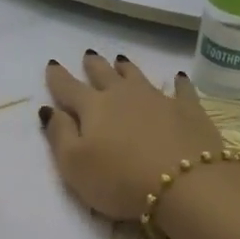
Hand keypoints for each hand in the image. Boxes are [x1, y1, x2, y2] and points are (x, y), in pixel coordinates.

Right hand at [41, 52, 224, 220]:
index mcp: (93, 108)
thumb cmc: (120, 180)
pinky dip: (178, 82)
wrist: (186, 184)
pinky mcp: (189, 110)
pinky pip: (182, 90)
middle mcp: (124, 96)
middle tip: (89, 55)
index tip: (52, 64)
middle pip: (104, 75)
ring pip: (138, 76)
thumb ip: (59, 135)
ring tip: (120, 60)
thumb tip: (50, 110)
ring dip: (127, 68)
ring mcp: (159, 100)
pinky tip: (178, 77)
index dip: (58, 77)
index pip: (69, 88)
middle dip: (94, 65)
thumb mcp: (74, 165)